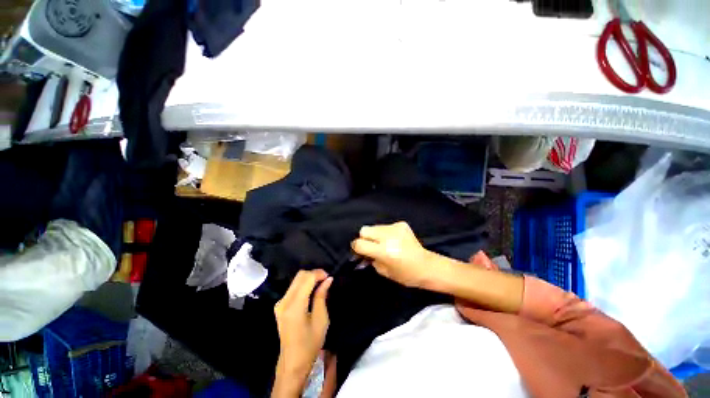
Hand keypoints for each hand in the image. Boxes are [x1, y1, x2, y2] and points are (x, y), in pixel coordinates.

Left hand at [274, 270, 332, 382]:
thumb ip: (322, 296)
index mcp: (294, 306)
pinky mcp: (279, 306)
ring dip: (309, 279)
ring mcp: (280, 303)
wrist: (293, 362)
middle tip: (325, 281)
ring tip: (320, 286)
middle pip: (300, 276)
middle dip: (314, 274)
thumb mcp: (321, 320)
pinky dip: (303, 285)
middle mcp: (284, 301)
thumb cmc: (310, 343)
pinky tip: (311, 292)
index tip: (329, 277)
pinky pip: (293, 287)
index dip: (319, 273)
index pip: (306, 278)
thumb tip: (328, 279)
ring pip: (296, 280)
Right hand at [350, 222, 434, 287]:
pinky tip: (394, 240)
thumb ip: (370, 259)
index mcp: (383, 251)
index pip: (359, 243)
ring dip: (375, 235)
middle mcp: (388, 236)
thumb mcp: (383, 271)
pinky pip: (385, 226)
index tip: (358, 251)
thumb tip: (361, 252)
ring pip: (374, 226)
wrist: (426, 266)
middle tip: (371, 246)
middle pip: (364, 230)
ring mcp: (395, 228)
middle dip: (364, 238)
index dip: (356, 247)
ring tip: (384, 243)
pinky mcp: (401, 224)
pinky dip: (386, 233)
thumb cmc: (405, 274)